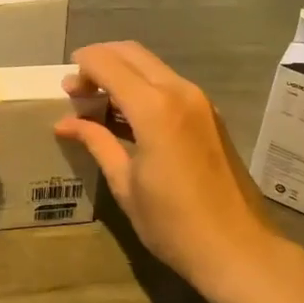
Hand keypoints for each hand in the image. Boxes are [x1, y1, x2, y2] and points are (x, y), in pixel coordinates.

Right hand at [55, 42, 280, 293]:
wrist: (238, 249)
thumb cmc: (173, 224)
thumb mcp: (125, 184)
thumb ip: (97, 142)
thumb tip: (66, 123)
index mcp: (154, 107)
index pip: (108, 63)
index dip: (82, 67)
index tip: (65, 86)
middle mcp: (179, 91)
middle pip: (132, 53)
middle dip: (101, 62)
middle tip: (79, 90)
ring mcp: (199, 100)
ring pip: (152, 66)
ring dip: (123, 73)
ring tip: (99, 103)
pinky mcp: (210, 113)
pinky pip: (169, 84)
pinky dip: (144, 86)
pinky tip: (129, 116)